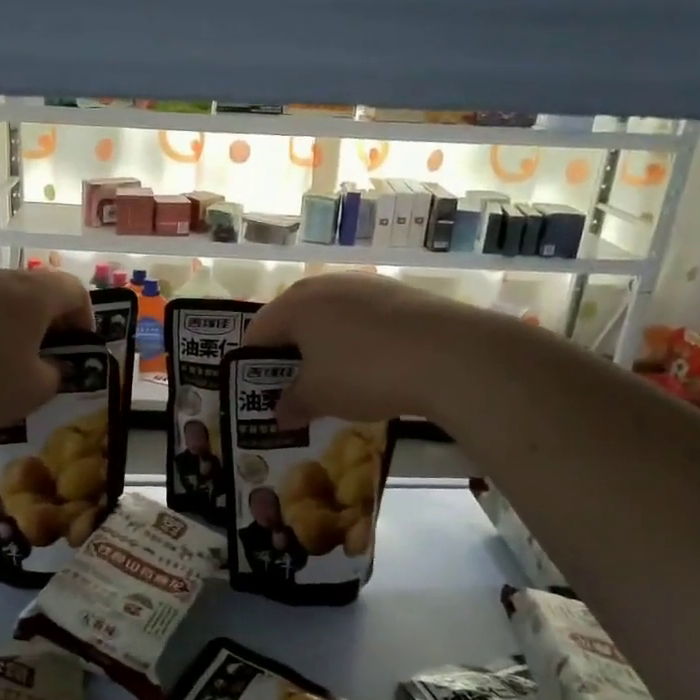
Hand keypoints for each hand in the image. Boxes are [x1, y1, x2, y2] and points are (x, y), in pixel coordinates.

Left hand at [0, 268, 92, 442]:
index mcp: (32, 294)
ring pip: (2, 299)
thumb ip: (55, 373)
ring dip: (14, 326)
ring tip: (7, 364)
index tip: (79, 350)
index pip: (74, 290)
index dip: (85, 319)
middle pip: (37, 290)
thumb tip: (49, 365)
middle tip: (48, 358)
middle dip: (49, 322)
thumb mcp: (34, 391)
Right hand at [242, 274, 466, 426]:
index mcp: (294, 304)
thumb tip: (279, 413)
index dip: (252, 364)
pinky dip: (358, 341)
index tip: (259, 392)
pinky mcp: (398, 293)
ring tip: (337, 381)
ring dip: (326, 347)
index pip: (257, 332)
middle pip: (293, 320)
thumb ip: (293, 403)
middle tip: (296, 389)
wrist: (448, 354)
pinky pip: (363, 319)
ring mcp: (364, 285)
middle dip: (290, 355)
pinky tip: (374, 367)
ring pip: (330, 318)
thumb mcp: (320, 397)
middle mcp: (324, 285)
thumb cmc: (364, 372)